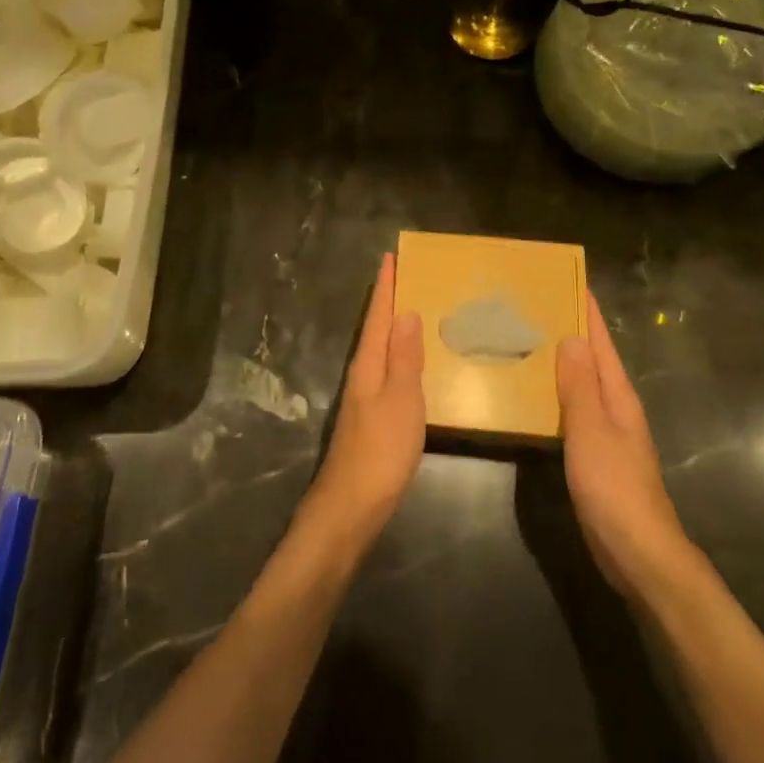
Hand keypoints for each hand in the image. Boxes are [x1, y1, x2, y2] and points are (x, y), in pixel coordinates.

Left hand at [303, 252, 425, 551]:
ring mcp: (363, 398)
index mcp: (368, 364)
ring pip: (379, 350)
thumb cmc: (380, 450)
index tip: (390, 257)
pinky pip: (385, 372)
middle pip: (376, 329)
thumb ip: (405, 358)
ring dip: (393, 327)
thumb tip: (406, 312)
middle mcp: (362, 374)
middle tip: (405, 275)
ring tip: (412, 310)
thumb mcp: (401, 400)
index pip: (379, 316)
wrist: (351, 505)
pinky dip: (397, 356)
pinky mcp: (370, 418)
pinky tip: (409, 364)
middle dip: (388, 301)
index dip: (385, 287)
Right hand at [556, 292, 693, 598]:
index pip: (601, 343)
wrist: (639, 553)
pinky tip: (536, 395)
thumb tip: (571, 337)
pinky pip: (574, 411)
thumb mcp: (591, 431)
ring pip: (582, 384)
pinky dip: (557, 393)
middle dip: (571, 331)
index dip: (588, 312)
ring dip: (562, 361)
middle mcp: (616, 408)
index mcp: (618, 396)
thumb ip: (580, 385)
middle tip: (535, 306)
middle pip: (593, 359)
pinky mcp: (595, 456)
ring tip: (529, 340)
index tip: (569, 281)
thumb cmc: (614, 487)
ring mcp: (607, 433)